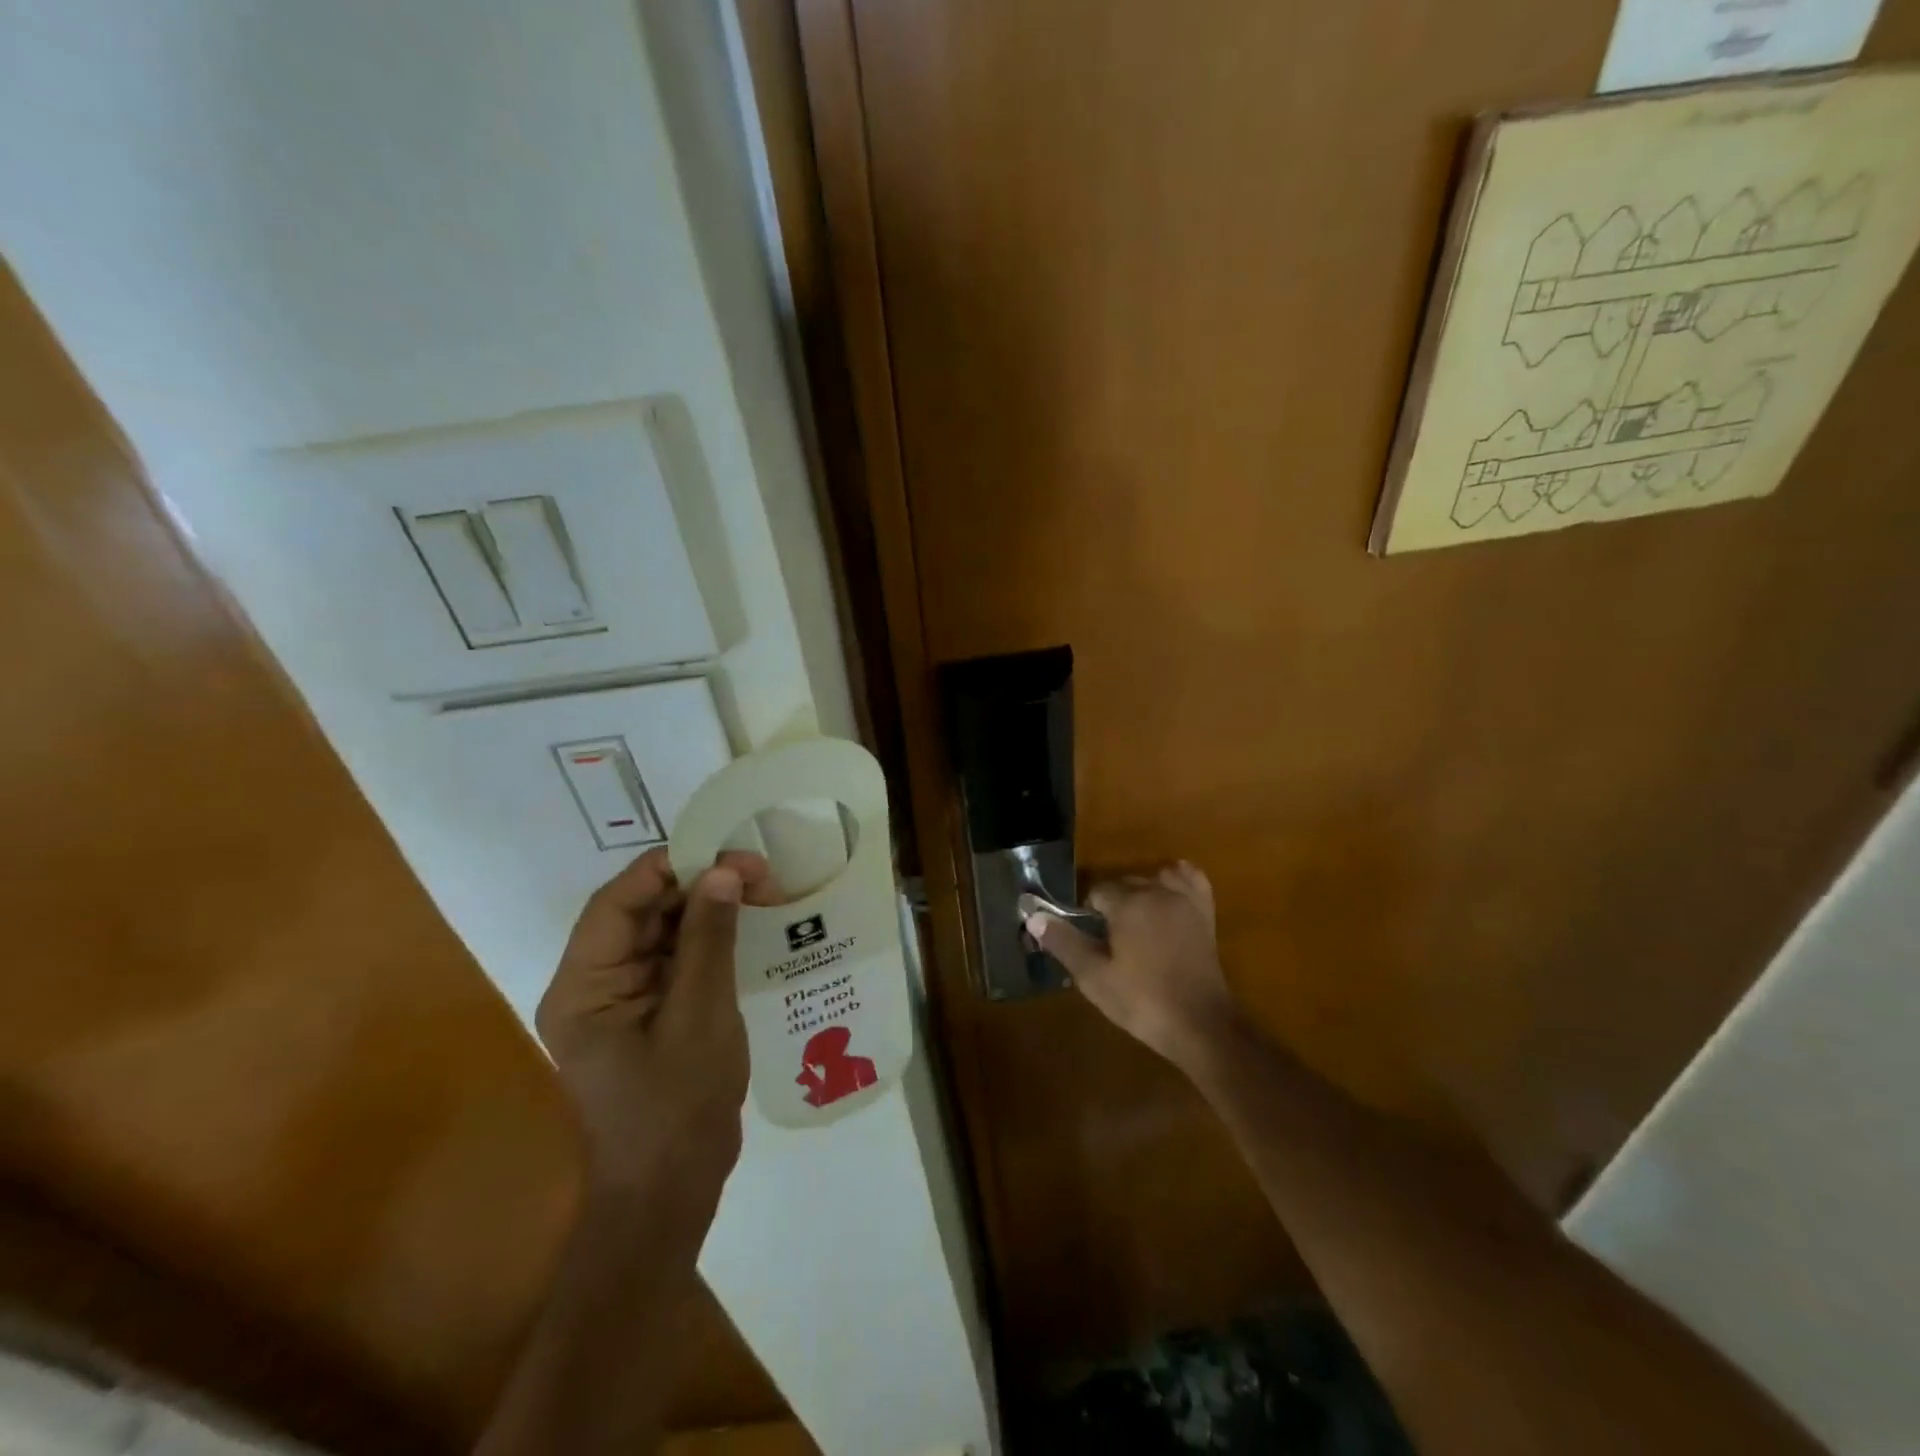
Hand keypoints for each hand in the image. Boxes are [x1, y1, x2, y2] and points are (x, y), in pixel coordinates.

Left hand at [536, 847, 773, 1209]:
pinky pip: (677, 959)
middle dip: (697, 885)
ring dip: (708, 908)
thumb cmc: (676, 1106)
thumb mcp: (700, 1014)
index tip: (725, 852)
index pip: (617, 904)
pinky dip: (711, 939)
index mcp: (584, 986)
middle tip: (758, 871)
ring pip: (662, 931)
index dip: (668, 868)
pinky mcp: (652, 1012)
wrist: (671, 1192)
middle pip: (641, 912)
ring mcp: (624, 999)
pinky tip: (749, 926)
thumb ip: (709, 939)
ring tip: (762, 890)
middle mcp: (595, 984)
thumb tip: (724, 871)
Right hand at [1027, 861, 1243, 1072]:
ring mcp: (1185, 901)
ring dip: (1142, 893)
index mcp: (1129, 903)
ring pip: (1154, 880)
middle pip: (1125, 883)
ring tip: (1135, 924)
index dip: (1089, 914)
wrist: (1200, 1025)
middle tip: (1108, 942)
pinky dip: (1177, 882)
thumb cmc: (1142, 1001)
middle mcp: (1157, 891)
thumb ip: (1064, 942)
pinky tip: (1168, 899)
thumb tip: (1033, 917)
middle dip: (1113, 904)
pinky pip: (1191, 881)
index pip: (1097, 892)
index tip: (1090, 940)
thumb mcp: (1094, 977)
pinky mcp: (1205, 914)